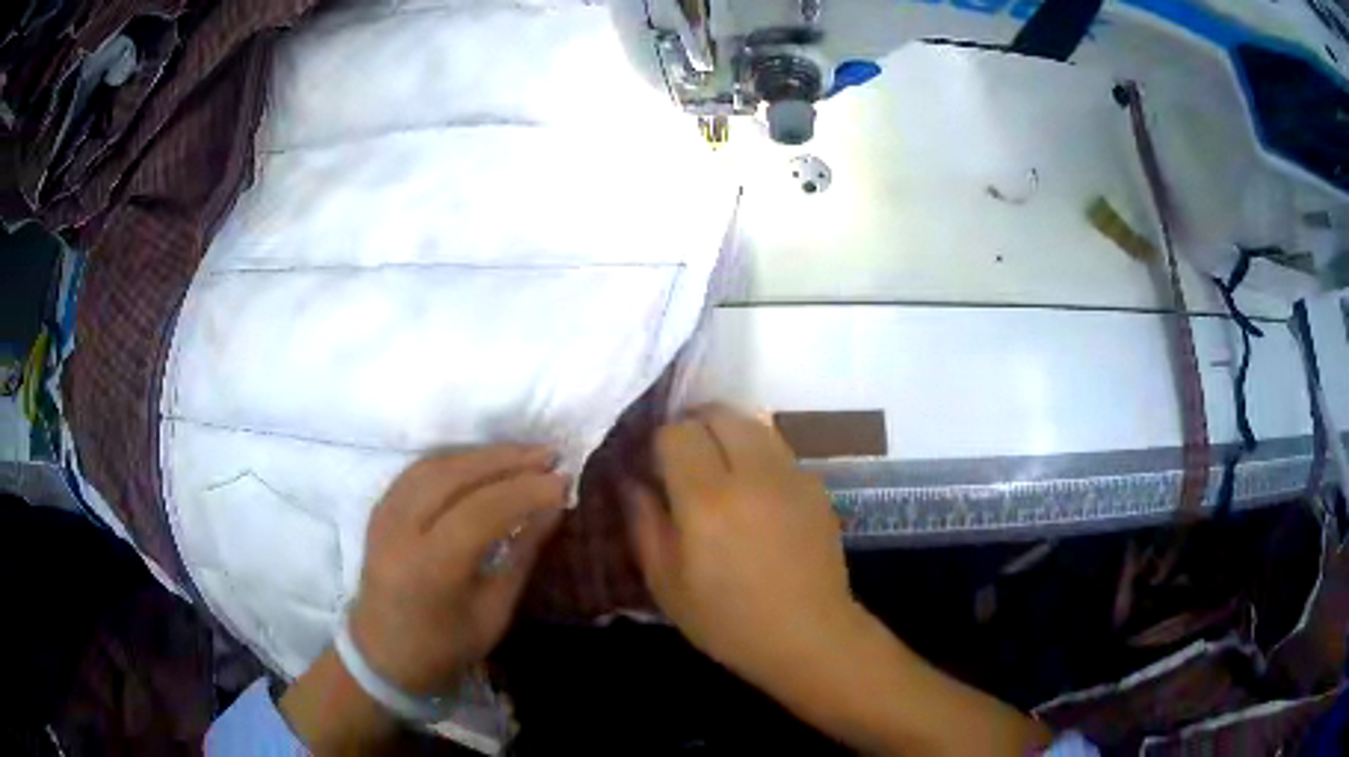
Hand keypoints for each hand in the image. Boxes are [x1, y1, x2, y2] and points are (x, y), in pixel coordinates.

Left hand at [349, 446, 567, 694]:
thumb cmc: (445, 646)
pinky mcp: (378, 509)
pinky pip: (418, 471)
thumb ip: (522, 555)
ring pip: (435, 465)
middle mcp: (400, 531)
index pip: (482, 511)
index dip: (525, 490)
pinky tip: (482, 462)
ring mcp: (383, 516)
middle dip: (506, 460)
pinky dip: (455, 460)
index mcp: (431, 568)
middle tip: (549, 455)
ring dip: (482, 454)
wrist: (384, 655)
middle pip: (454, 476)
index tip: (563, 481)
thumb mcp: (494, 612)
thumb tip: (553, 509)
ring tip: (522, 454)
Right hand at [626, 405, 863, 687]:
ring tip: (718, 469)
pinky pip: (778, 448)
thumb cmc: (728, 620)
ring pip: (752, 422)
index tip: (653, 467)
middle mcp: (753, 473)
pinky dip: (756, 453)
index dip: (659, 442)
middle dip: (693, 425)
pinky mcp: (815, 484)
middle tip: (682, 459)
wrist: (809, 635)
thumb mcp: (667, 583)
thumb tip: (631, 480)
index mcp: (708, 499)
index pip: (677, 432)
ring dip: (727, 433)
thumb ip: (643, 523)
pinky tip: (753, 492)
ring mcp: (791, 475)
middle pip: (718, 413)